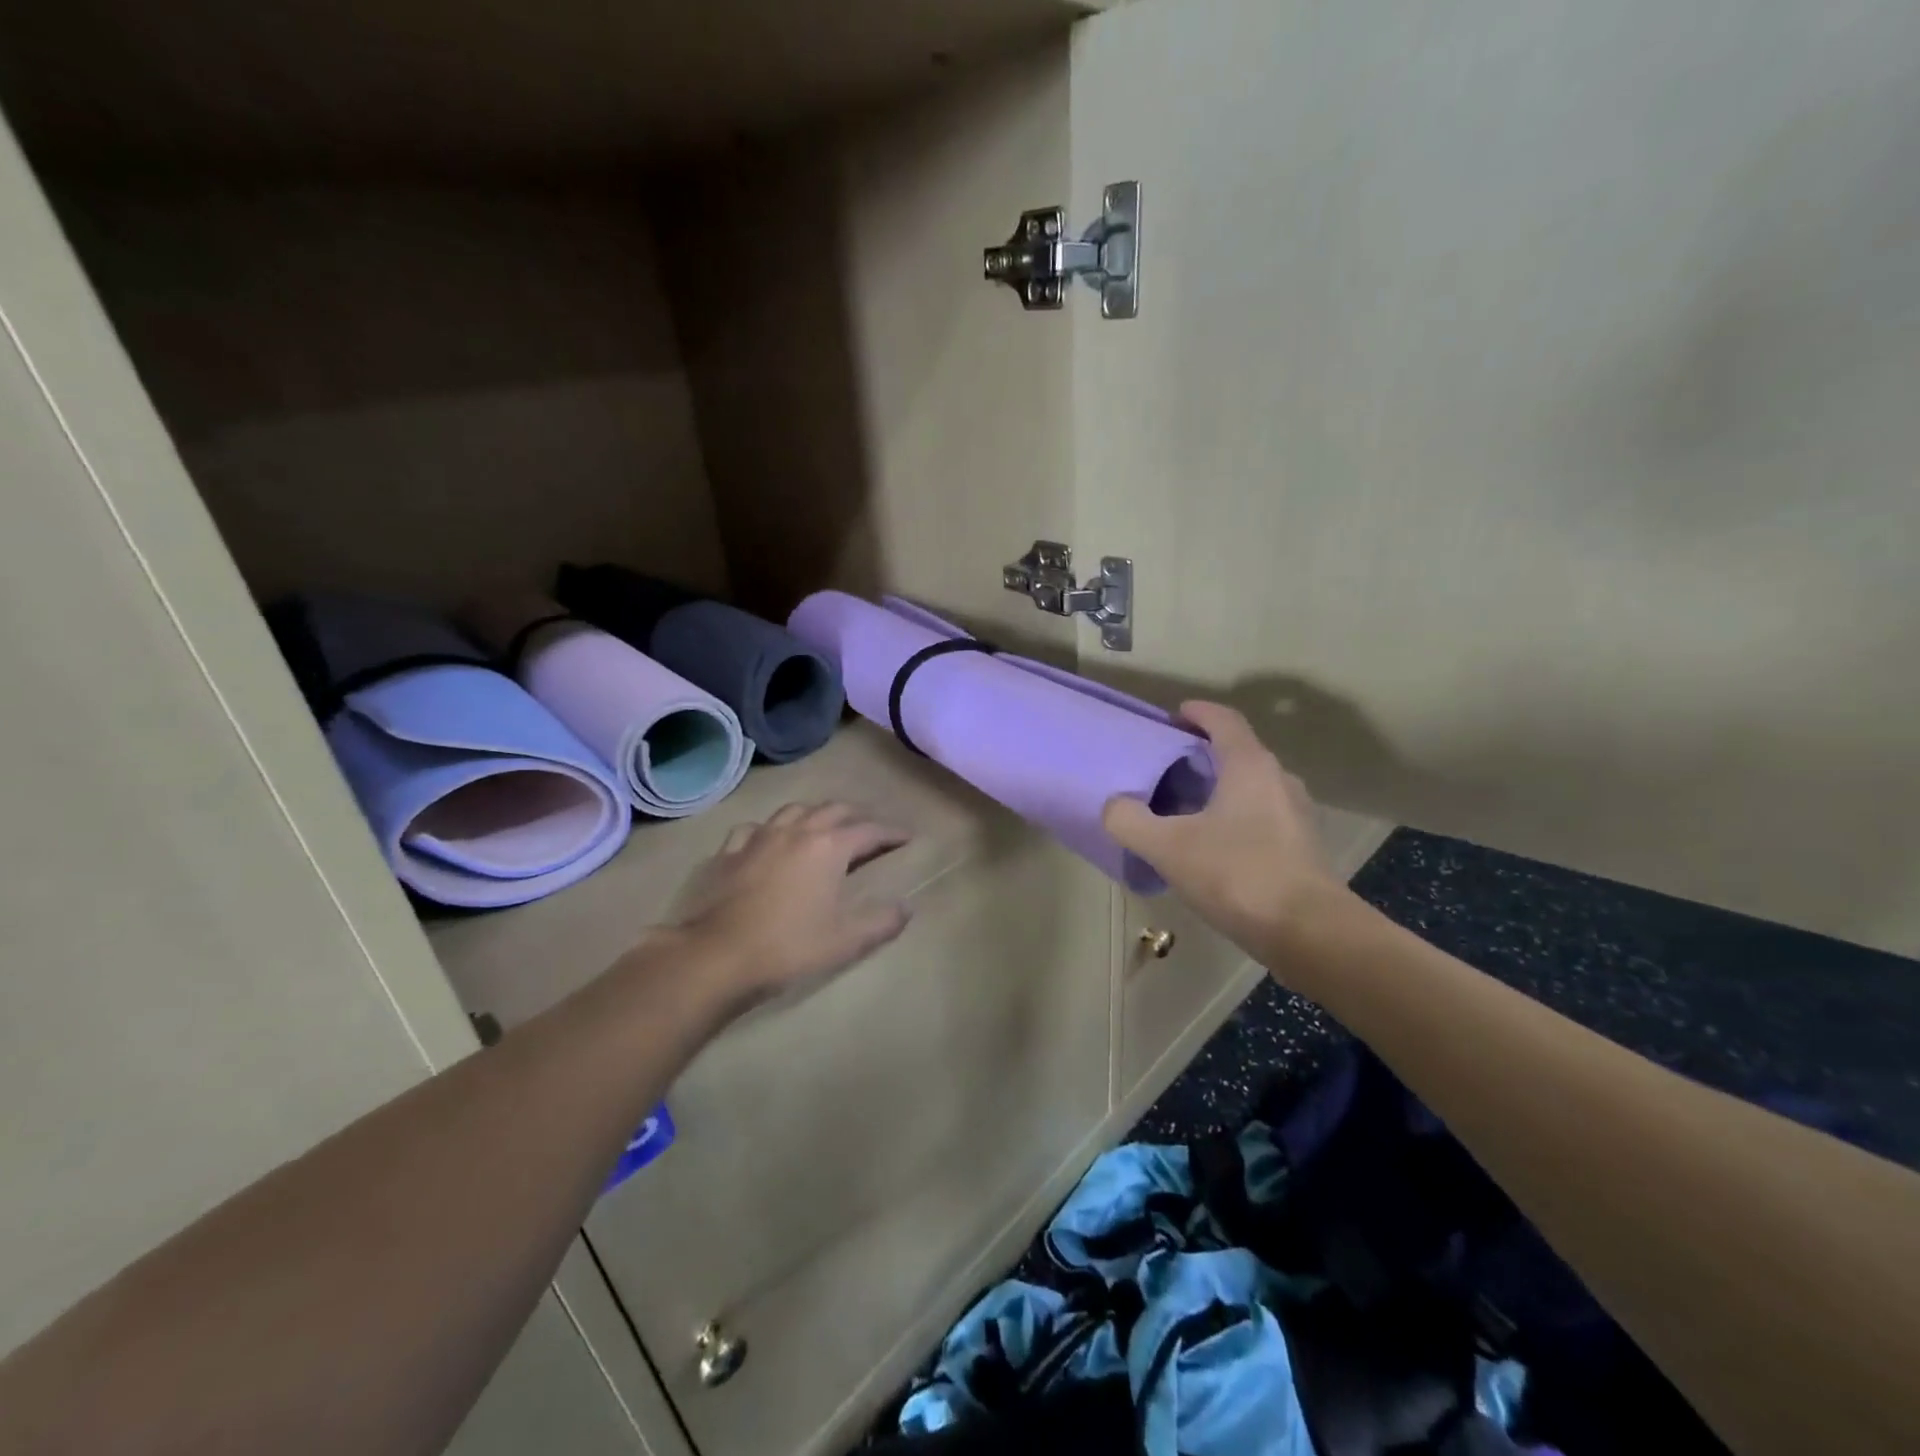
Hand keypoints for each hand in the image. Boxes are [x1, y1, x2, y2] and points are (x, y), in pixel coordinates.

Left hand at [666, 802, 911, 1004]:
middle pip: (834, 810)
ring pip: (795, 810)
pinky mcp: (729, 851)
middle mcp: (797, 831)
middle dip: (858, 816)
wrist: (716, 956)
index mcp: (829, 847)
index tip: (908, 836)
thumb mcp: (845, 941)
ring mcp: (759, 837)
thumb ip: (881, 922)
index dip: (892, 832)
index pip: (870, 830)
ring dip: (816, 814)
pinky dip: (771, 829)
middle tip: (870, 829)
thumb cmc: (788, 947)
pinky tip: (769, 840)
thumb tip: (906, 908)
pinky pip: (755, 828)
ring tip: (824, 826)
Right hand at [1103, 702, 1345, 956]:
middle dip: (1202, 754)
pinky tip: (1210, 847)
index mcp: (1250, 766)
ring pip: (1250, 787)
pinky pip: (1261, 817)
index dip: (1197, 713)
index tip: (1172, 717)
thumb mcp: (1168, 847)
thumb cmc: (1237, 874)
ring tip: (1183, 809)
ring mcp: (1296, 815)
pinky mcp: (1301, 848)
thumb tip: (1113, 805)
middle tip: (1166, 768)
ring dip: (1218, 789)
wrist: (1308, 933)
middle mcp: (1279, 780)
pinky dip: (1234, 818)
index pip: (1224, 720)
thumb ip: (1130, 821)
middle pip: (1238, 752)